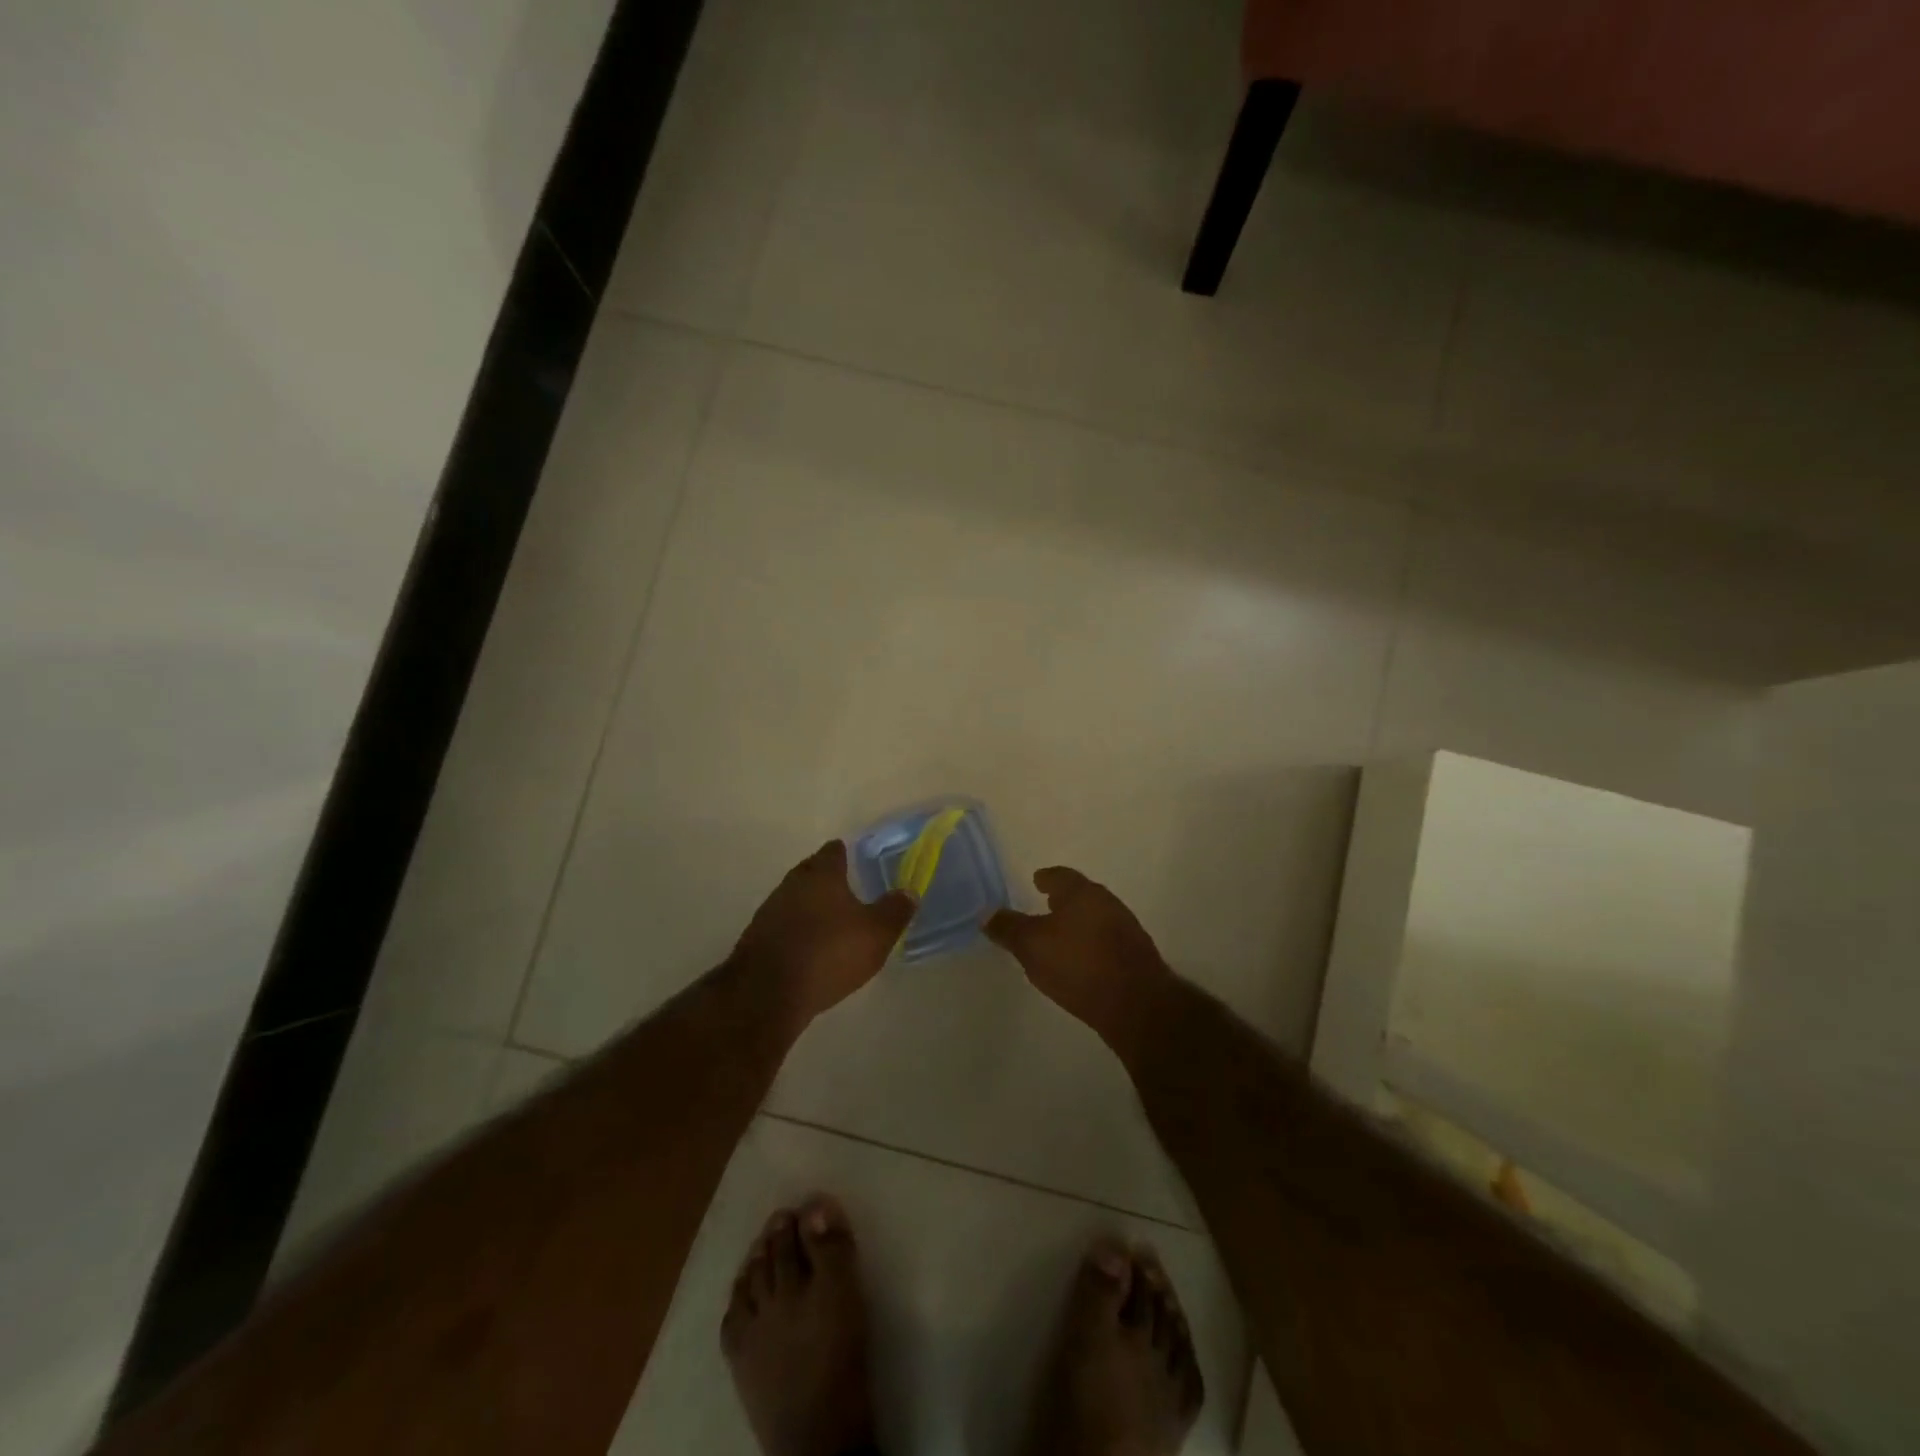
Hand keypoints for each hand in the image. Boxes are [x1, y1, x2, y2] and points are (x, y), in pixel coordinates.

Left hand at [733, 840, 916, 1030]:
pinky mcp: (756, 940)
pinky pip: (783, 926)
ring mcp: (769, 912)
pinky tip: (808, 948)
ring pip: (794, 899)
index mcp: (822, 874)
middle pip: (811, 872)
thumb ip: (895, 910)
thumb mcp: (876, 934)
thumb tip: (908, 892)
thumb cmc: (829, 953)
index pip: (833, 852)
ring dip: (810, 907)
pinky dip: (796, 931)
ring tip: (830, 921)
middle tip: (847, 889)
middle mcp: (792, 884)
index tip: (855, 859)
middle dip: (827, 879)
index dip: (845, 853)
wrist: (767, 994)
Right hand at [985, 867, 1172, 1061]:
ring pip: (1095, 917)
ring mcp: (1126, 929)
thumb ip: (1008, 928)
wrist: (1137, 1005)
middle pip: (1081, 894)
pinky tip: (1081, 961)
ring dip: (1078, 923)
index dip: (1046, 878)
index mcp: (1082, 892)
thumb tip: (986, 913)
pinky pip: (1106, 941)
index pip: (1060, 876)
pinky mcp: (1136, 956)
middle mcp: (1107, 903)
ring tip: (1060, 936)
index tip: (1036, 880)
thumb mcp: (1032, 946)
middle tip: (1045, 906)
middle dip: (1063, 900)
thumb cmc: (1078, 965)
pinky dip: (1091, 944)